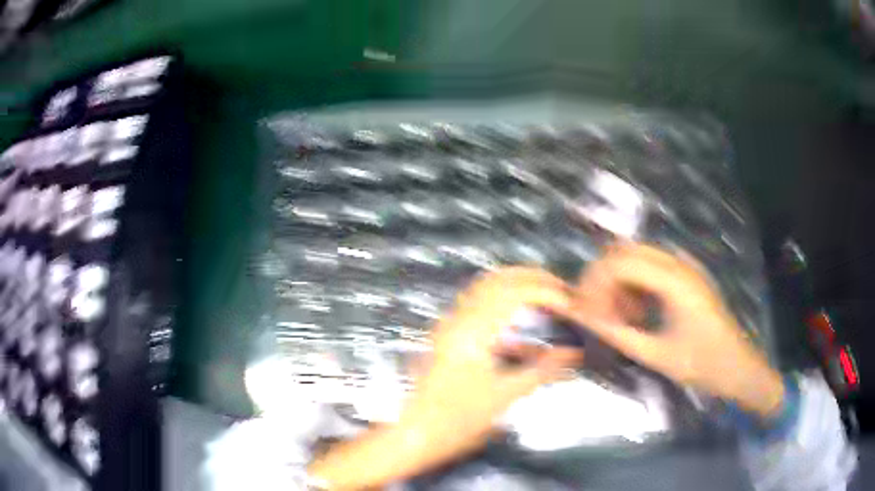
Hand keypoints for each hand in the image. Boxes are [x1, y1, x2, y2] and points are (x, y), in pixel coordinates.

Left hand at [308, 268, 581, 488]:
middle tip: (560, 290)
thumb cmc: (457, 421)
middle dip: (532, 280)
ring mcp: (449, 327)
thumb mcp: (505, 396)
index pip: (514, 292)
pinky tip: (521, 331)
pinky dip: (503, 309)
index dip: (546, 292)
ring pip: (486, 291)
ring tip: (545, 302)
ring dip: (517, 290)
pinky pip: (478, 309)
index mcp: (472, 332)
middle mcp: (458, 320)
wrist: (417, 434)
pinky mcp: (447, 338)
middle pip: (497, 280)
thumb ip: (542, 370)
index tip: (570, 304)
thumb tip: (573, 354)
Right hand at [570, 244, 783, 419]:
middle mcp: (678, 263)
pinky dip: (634, 286)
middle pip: (625, 252)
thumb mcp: (656, 355)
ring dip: (618, 283)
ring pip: (636, 258)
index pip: (621, 263)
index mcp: (674, 280)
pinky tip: (636, 312)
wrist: (736, 366)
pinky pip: (650, 269)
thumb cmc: (701, 364)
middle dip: (603, 279)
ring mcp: (684, 267)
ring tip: (616, 317)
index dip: (595, 284)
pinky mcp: (686, 276)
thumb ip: (619, 334)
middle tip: (594, 312)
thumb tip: (586, 321)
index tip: (584, 312)